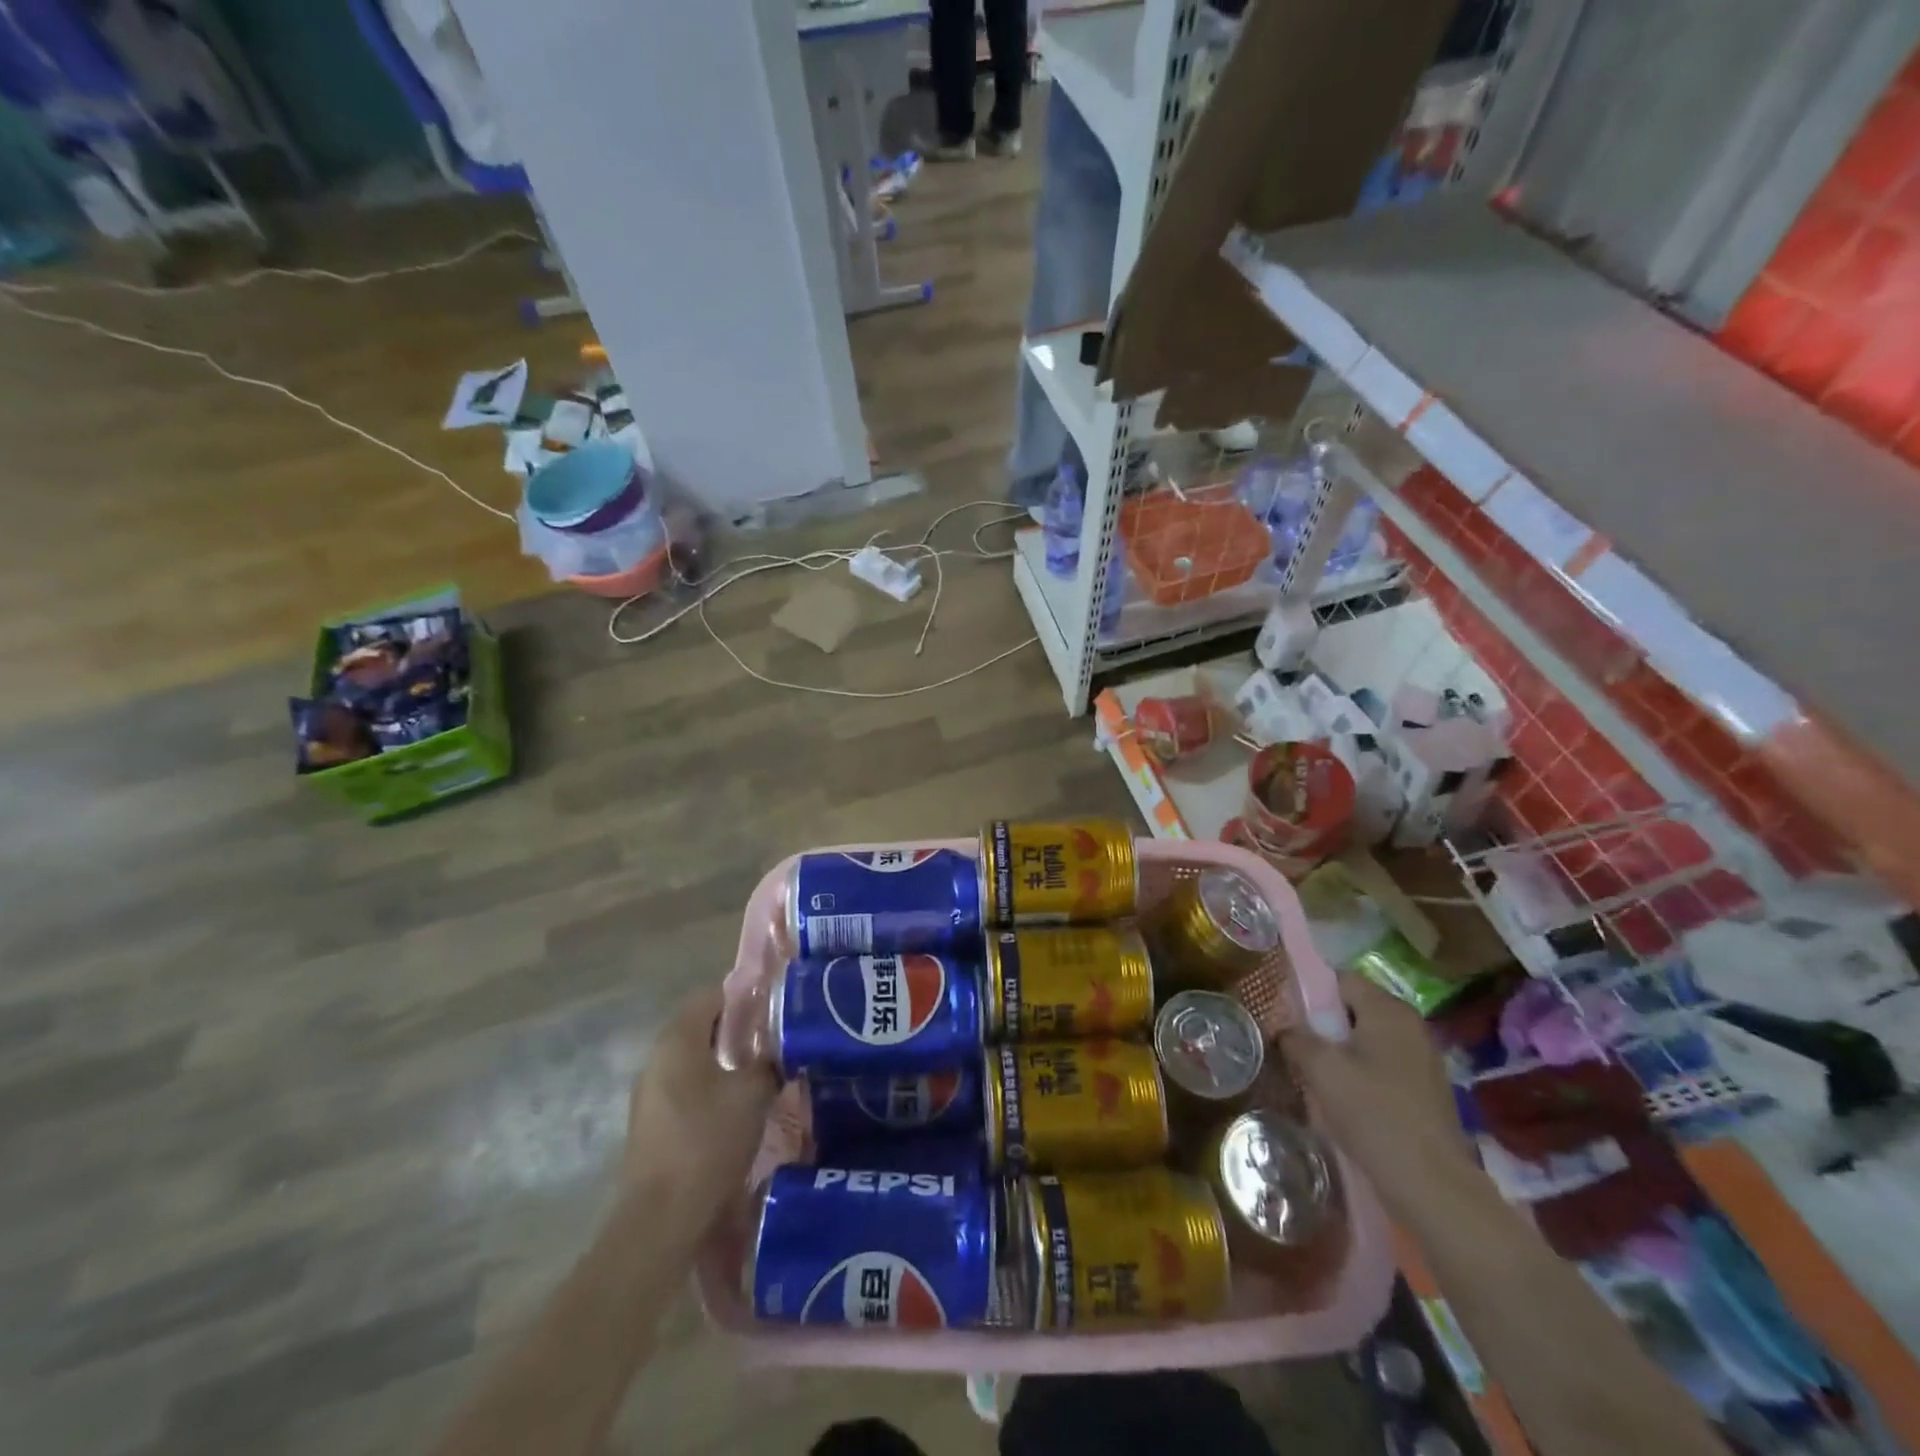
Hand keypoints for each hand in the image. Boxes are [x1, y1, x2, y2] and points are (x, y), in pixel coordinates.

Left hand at [625, 986, 778, 1235]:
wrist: (662, 1219)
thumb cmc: (708, 1141)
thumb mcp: (753, 1094)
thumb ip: (770, 1062)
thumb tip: (783, 1050)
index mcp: (678, 1040)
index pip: (711, 996)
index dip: (744, 995)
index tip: (775, 1004)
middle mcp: (657, 1059)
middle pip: (701, 1028)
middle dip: (738, 1029)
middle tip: (776, 1037)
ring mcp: (650, 1095)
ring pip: (695, 1061)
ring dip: (726, 1061)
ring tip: (763, 1070)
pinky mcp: (652, 1126)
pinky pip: (687, 1090)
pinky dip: (713, 1088)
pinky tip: (739, 1106)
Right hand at [1280, 974, 1472, 1220]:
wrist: (1432, 1185)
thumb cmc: (1373, 1113)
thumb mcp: (1321, 1069)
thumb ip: (1296, 1038)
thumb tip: (1284, 1029)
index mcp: (1388, 1010)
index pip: (1340, 979)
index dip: (1310, 992)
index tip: (1287, 1014)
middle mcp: (1411, 1025)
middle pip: (1355, 1009)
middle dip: (1324, 1024)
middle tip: (1296, 1044)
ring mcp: (1424, 1059)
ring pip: (1368, 1039)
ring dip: (1341, 1051)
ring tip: (1315, 1073)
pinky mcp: (1427, 1090)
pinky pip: (1383, 1065)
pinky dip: (1361, 1073)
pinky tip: (1344, 1098)